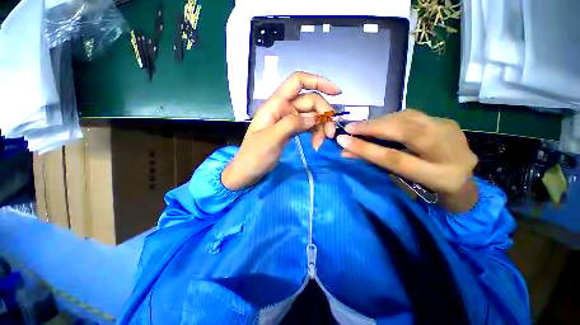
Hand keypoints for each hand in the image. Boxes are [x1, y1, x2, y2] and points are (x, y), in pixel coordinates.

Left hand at [222, 72, 340, 190]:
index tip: (337, 93)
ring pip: (311, 115)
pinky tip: (316, 144)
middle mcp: (283, 108)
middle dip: (323, 115)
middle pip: (310, 101)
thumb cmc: (254, 155)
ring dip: (321, 127)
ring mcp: (288, 120)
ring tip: (321, 144)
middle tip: (329, 135)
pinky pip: (308, 126)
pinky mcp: (291, 130)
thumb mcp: (271, 139)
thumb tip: (315, 117)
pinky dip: (315, 133)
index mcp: (275, 104)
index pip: (298, 82)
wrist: (248, 171)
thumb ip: (291, 124)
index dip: (318, 82)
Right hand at [336, 109, 478, 211]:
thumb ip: (375, 163)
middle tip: (350, 128)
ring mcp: (451, 131)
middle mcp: (450, 150)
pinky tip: (380, 123)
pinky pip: (413, 115)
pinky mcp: (446, 120)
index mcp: (438, 176)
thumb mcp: (400, 179)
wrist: (461, 177)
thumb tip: (346, 151)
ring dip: (380, 121)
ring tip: (362, 126)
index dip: (366, 148)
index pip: (394, 158)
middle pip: (405, 131)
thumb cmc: (424, 185)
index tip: (343, 140)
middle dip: (372, 127)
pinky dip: (391, 118)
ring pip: (409, 117)